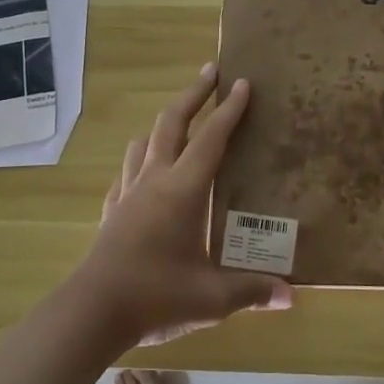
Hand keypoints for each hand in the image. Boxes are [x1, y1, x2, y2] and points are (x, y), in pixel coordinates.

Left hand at [72, 64, 292, 346]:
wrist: (93, 312)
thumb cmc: (157, 296)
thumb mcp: (212, 298)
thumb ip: (252, 291)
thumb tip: (290, 298)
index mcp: (183, 190)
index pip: (211, 138)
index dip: (229, 109)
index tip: (241, 82)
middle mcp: (154, 181)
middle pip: (171, 123)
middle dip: (193, 94)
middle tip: (210, 72)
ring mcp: (127, 194)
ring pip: (143, 143)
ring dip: (162, 125)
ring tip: (177, 122)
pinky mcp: (111, 213)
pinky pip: (126, 175)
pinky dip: (139, 163)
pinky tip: (143, 175)